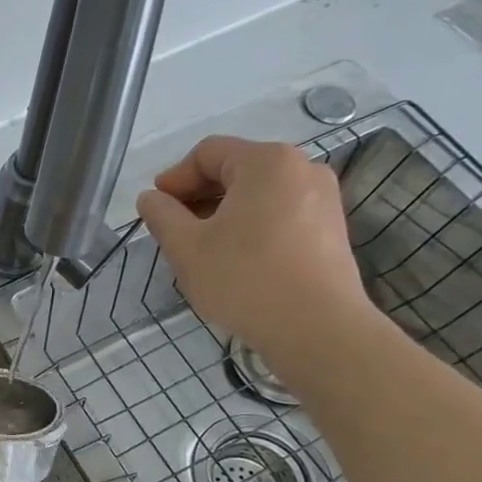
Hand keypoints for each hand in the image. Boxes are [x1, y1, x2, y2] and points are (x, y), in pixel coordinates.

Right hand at [135, 135, 373, 365]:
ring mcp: (323, 198)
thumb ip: (161, 216)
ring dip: (223, 212)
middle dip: (198, 195)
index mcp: (267, 162)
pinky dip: (250, 225)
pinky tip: (234, 258)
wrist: (316, 329)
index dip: (174, 177)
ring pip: (258, 193)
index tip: (155, 208)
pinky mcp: (331, 228)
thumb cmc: (244, 279)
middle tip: (173, 229)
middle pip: (236, 169)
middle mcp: (302, 168)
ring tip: (201, 247)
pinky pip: (279, 212)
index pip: (208, 152)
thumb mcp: (186, 248)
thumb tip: (150, 198)